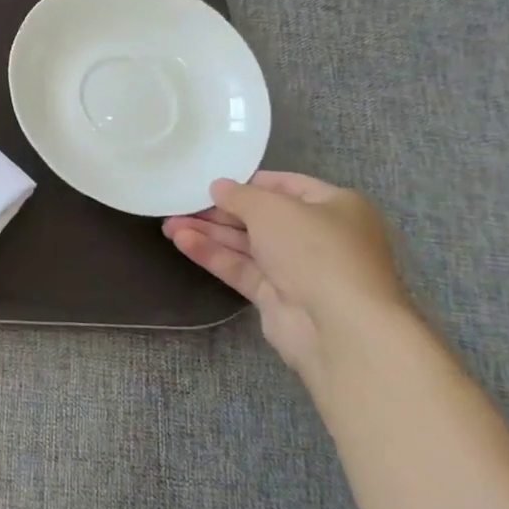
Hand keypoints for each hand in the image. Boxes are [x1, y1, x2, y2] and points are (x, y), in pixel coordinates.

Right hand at [163, 172, 413, 377]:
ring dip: (209, 233)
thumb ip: (240, 195)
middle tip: (180, 204)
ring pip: (246, 244)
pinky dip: (213, 255)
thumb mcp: (273, 209)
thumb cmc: (315, 251)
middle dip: (219, 211)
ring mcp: (298, 268)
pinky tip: (182, 242)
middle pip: (260, 217)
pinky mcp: (277, 296)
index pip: (285, 186)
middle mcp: (319, 236)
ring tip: (169, 224)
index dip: (247, 182)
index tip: (210, 181)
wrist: (340, 327)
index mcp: (334, 207)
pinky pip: (241, 268)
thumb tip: (218, 187)